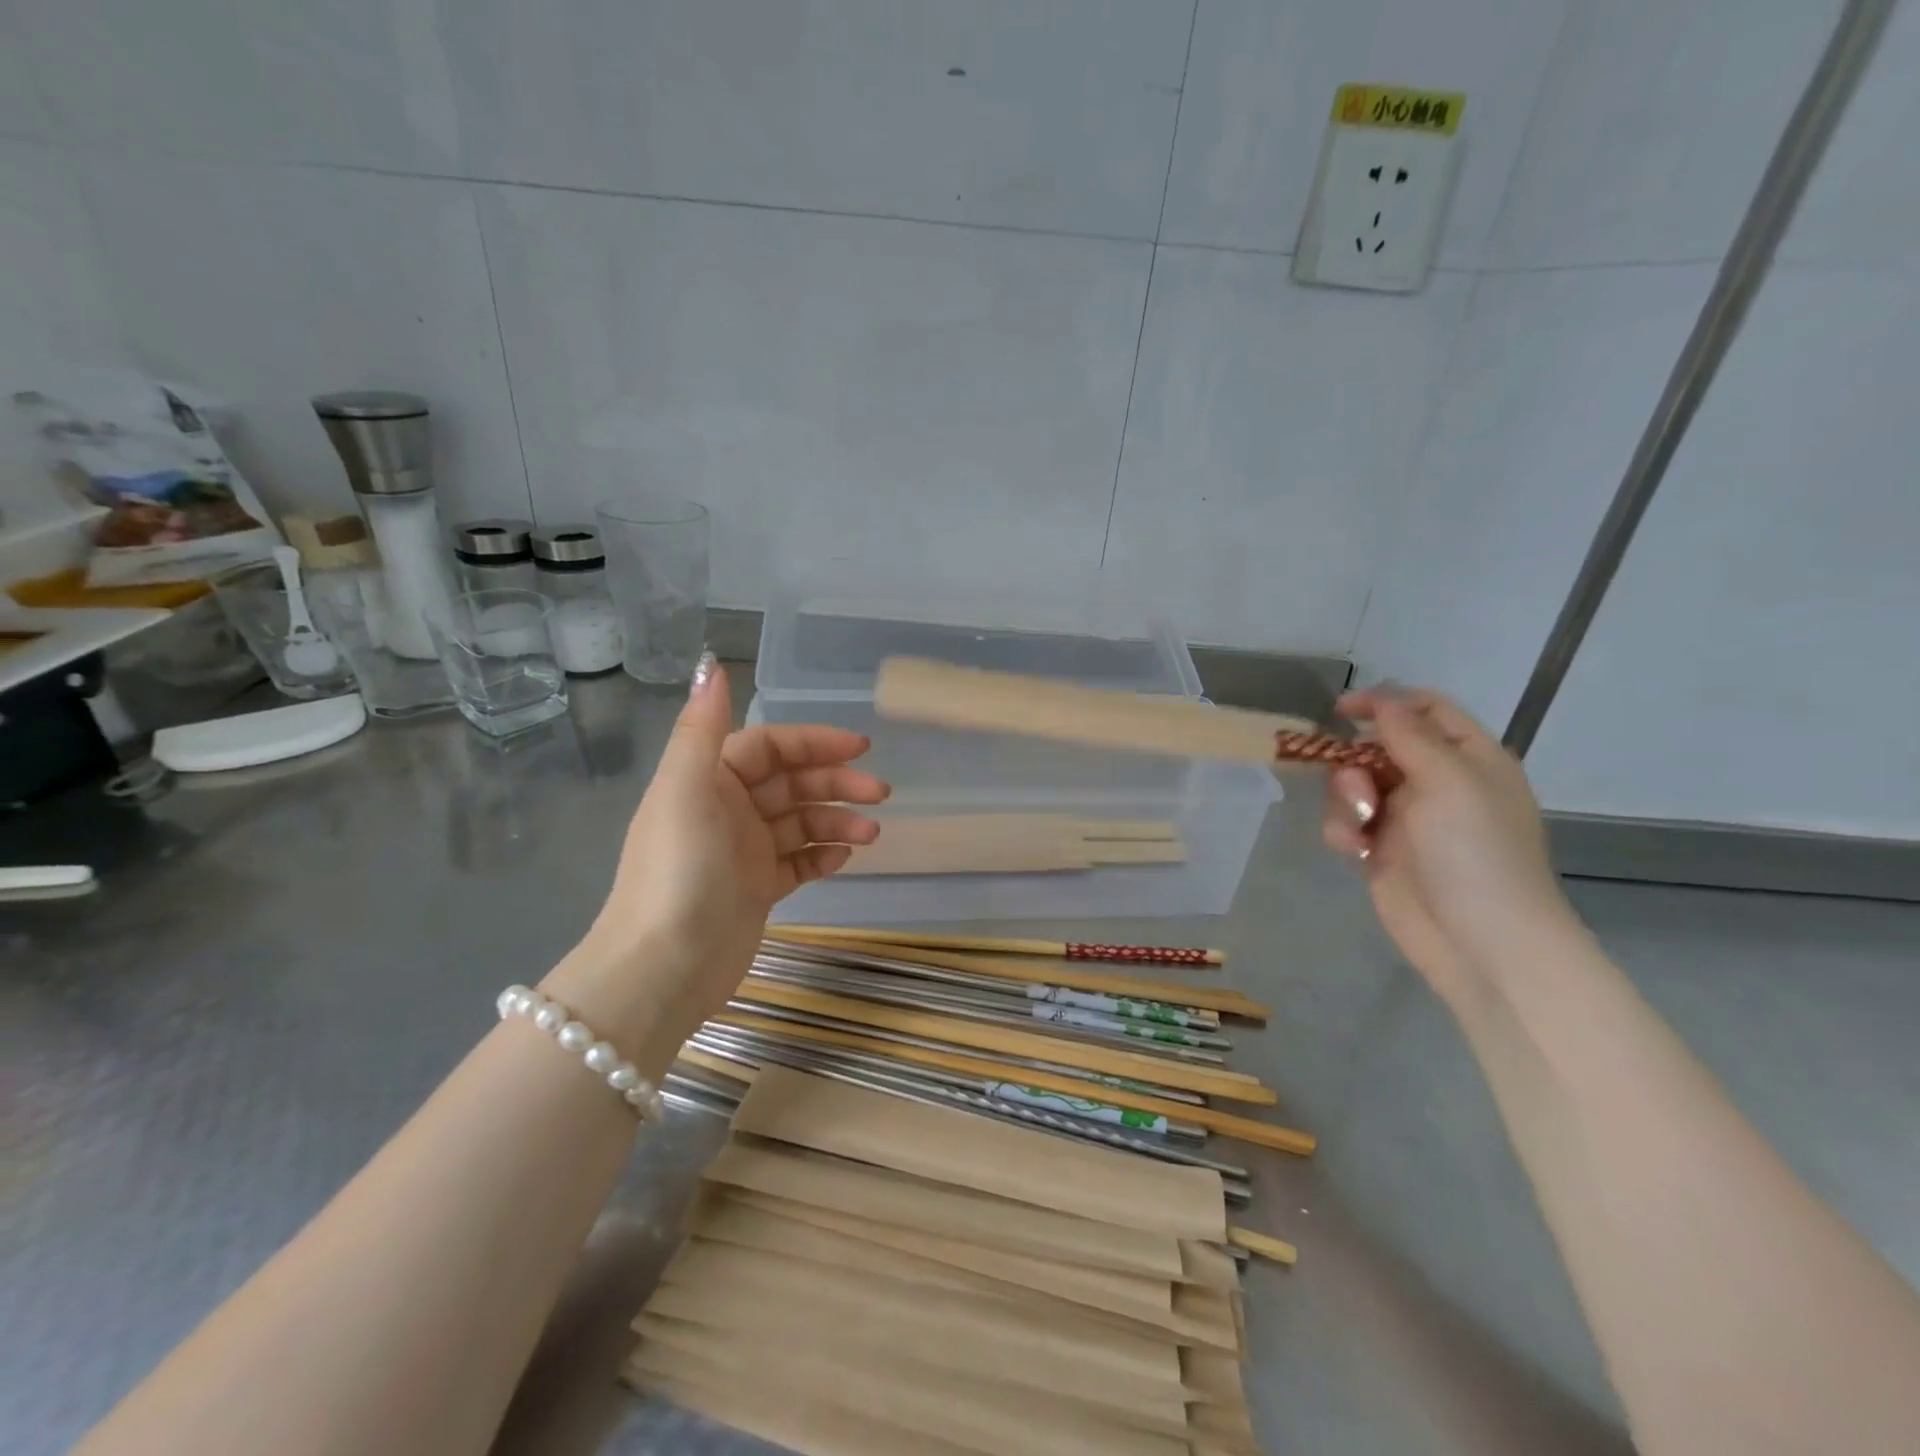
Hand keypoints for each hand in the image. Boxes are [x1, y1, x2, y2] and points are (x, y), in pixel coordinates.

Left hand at [544, 653, 888, 1068]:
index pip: (770, 746)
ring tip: (871, 834)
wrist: (664, 968)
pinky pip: (798, 862)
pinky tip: (843, 860)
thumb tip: (711, 664)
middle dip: (836, 783)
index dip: (815, 742)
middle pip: (791, 783)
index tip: (861, 748)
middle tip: (880, 793)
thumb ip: (703, 727)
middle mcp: (725, 810)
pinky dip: (822, 855)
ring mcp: (742, 852)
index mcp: (708, 779)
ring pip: (800, 823)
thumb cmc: (679, 871)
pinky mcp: (756, 890)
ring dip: (837, 821)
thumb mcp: (686, 790)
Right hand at [1320, 687, 1572, 1002]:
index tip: (1340, 711)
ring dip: (1345, 799)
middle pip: (1378, 747)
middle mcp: (1438, 783)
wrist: (1481, 941)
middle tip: (1356, 786)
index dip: (1384, 703)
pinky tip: (1350, 850)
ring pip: (1354, 785)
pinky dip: (1342, 830)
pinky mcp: (1381, 850)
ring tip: (1357, 827)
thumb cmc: (1475, 852)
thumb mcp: (1449, 781)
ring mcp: (1408, 819)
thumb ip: (1410, 735)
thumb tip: (1382, 699)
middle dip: (1354, 762)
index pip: (1425, 710)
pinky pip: (1346, 822)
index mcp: (1468, 759)